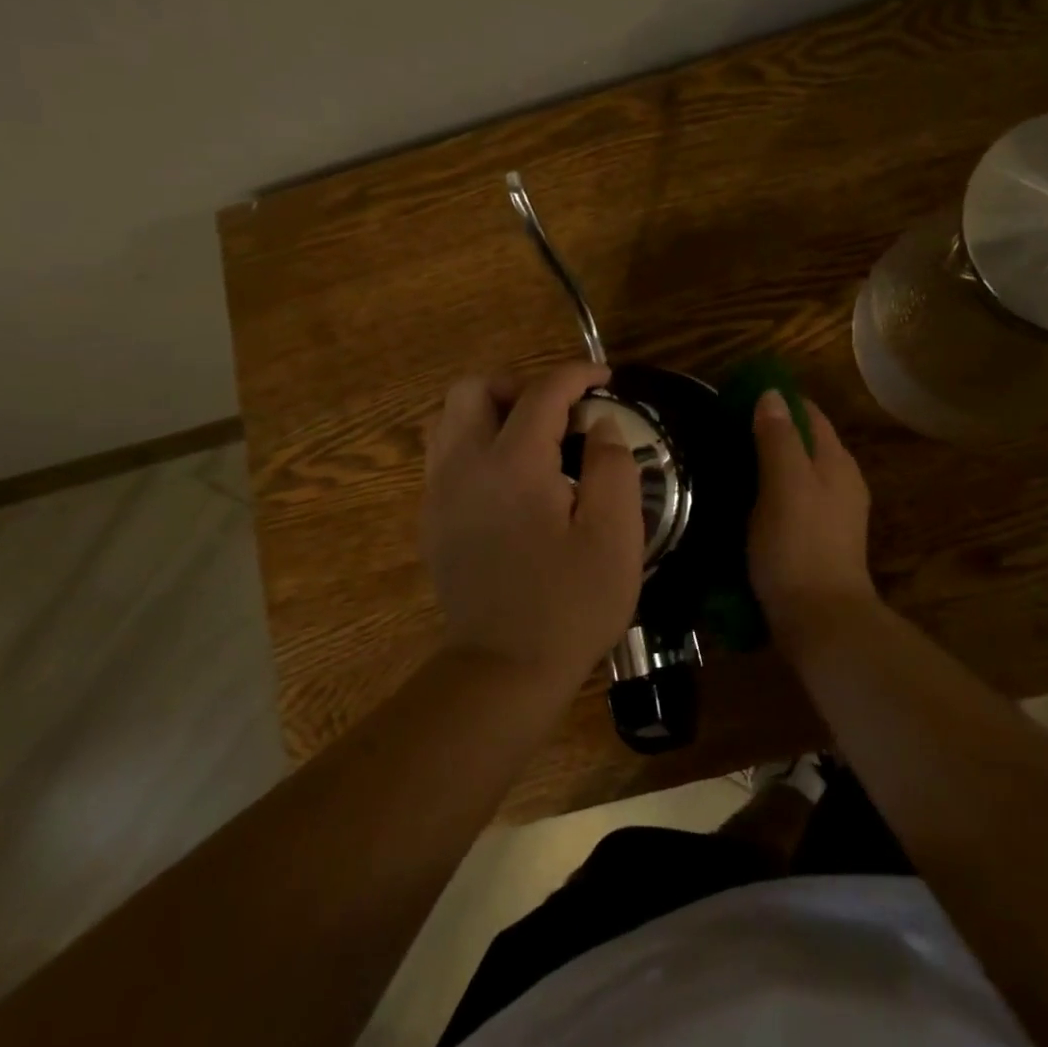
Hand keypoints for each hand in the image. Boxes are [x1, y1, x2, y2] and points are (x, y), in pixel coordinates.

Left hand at [423, 362, 645, 687]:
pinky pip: (444, 455)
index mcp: (513, 464)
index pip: (541, 393)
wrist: (504, 670)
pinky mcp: (432, 519)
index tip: (604, 378)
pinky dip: (475, 443)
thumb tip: (601, 424)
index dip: (576, 375)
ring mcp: (440, 493)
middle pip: (474, 390)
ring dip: (491, 412)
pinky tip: (509, 479)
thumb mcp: (615, 534)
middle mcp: (465, 466)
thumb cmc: (570, 604)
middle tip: (559, 414)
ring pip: (449, 419)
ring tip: (532, 439)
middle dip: (520, 386)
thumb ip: (613, 465)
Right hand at [750, 391, 879, 660]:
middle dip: (771, 431)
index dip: (778, 401)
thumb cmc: (799, 546)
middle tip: (726, 432)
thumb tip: (772, 393)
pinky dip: (772, 492)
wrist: (821, 622)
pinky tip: (747, 502)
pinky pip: (794, 500)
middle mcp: (841, 482)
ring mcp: (834, 514)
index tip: (738, 399)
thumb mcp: (784, 485)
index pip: (809, 414)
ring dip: (770, 463)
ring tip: (730, 463)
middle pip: (806, 442)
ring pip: (799, 473)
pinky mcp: (820, 541)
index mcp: (836, 462)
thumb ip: (778, 438)